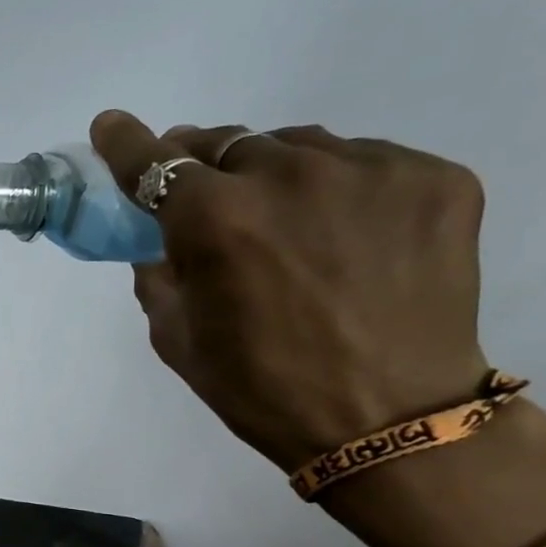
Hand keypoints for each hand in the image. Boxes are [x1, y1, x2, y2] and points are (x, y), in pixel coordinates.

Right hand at [90, 111, 545, 546]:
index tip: (111, 126)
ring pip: (298, 146)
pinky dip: (340, 187)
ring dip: (273, 173)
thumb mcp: (176, 336)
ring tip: (285, 220)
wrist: (390, 420)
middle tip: (205, 196)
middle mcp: (288, 175)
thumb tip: (160, 237)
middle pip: (227, 143)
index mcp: (214, 219)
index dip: (125, 143)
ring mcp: (369, 169)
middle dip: (204, 166)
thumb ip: (159, 272)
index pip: (153, 161)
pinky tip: (345, 233)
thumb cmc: (261, 387)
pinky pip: (364, 162)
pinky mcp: (435, 178)